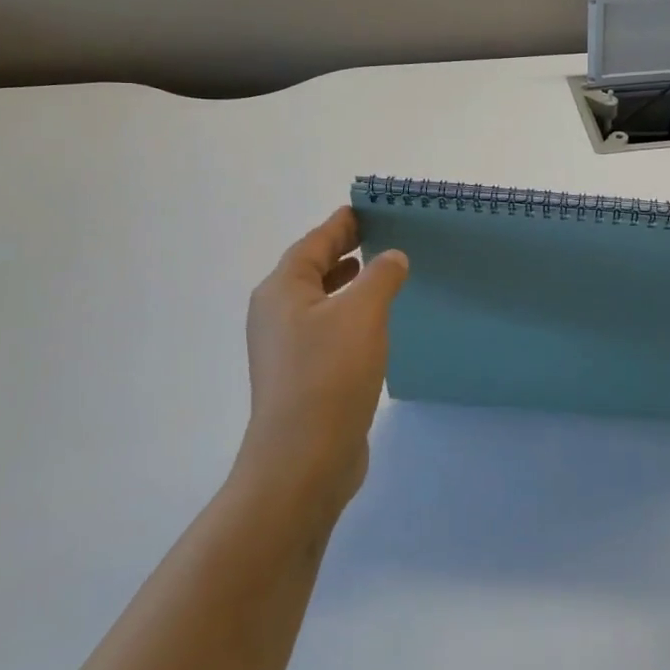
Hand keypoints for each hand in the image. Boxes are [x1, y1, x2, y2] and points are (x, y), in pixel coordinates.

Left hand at [239, 207, 408, 515]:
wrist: (303, 459)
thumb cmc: (330, 374)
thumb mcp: (363, 313)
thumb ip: (381, 276)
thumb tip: (392, 257)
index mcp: (282, 291)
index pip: (314, 244)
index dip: (340, 225)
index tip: (365, 209)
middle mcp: (277, 315)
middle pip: (311, 270)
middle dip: (342, 251)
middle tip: (378, 236)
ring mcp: (286, 349)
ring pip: (319, 302)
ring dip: (346, 284)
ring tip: (378, 272)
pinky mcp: (302, 377)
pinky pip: (326, 330)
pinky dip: (348, 314)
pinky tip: (374, 323)